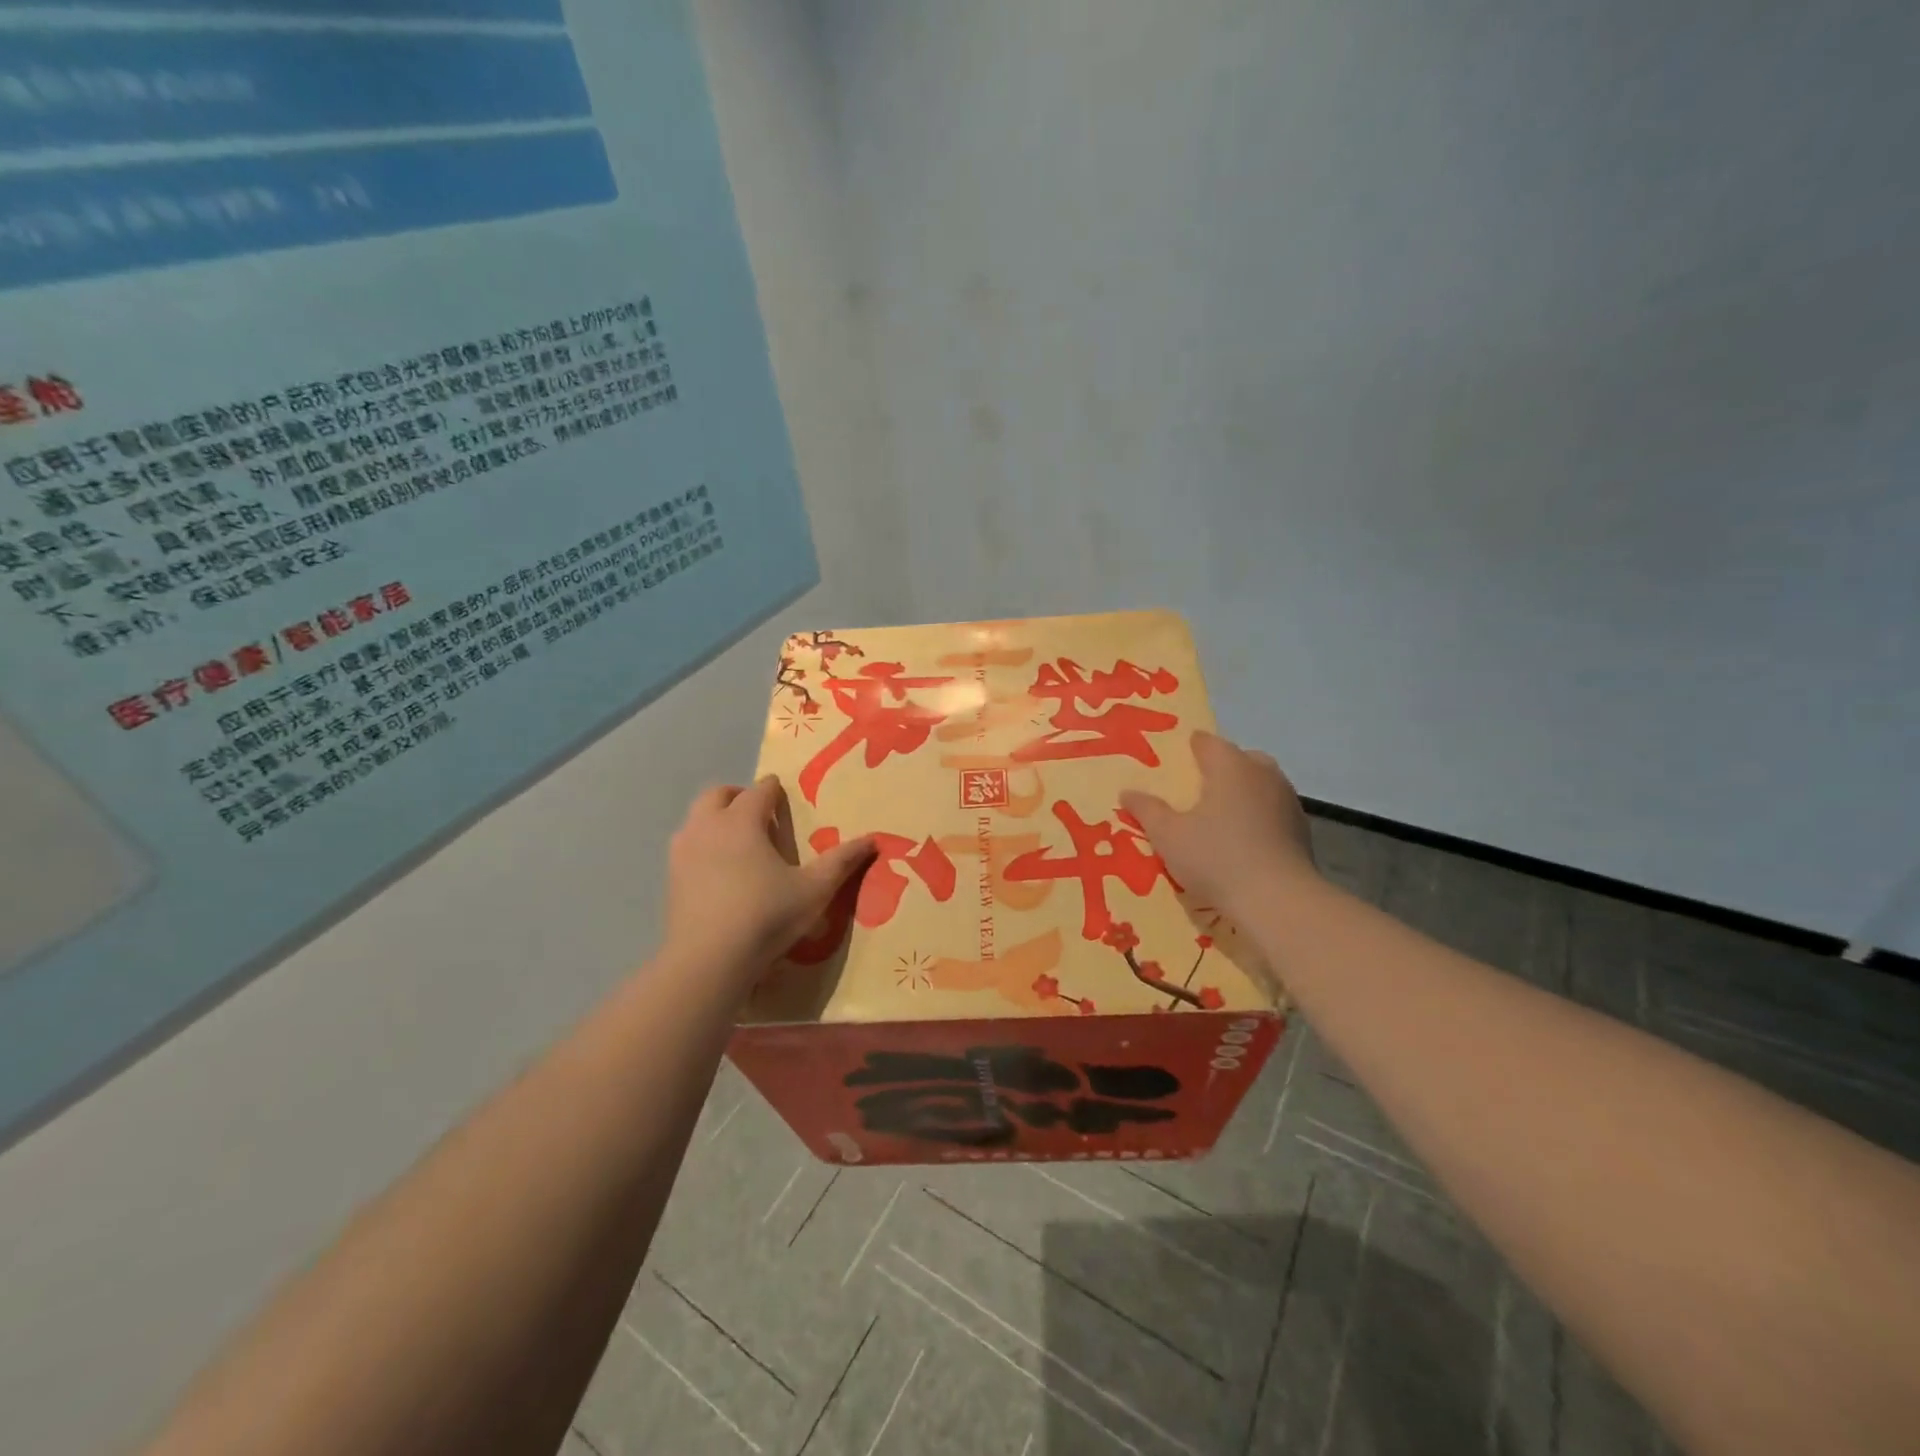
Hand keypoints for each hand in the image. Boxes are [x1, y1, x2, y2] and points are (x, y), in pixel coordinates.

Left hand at [664, 777, 874, 974]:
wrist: (708, 960)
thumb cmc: (766, 916)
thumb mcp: (814, 890)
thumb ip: (842, 861)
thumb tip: (873, 840)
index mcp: (743, 820)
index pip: (759, 790)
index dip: (774, 789)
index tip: (783, 794)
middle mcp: (708, 826)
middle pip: (718, 794)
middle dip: (738, 795)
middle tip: (759, 812)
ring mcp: (683, 851)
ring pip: (697, 818)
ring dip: (716, 818)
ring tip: (739, 841)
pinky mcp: (671, 877)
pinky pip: (687, 845)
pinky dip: (702, 844)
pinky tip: (719, 871)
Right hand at [1121, 731, 1318, 921]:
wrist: (1278, 900)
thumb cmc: (1216, 858)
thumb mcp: (1168, 836)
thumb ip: (1147, 810)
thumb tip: (1127, 792)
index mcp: (1230, 766)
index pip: (1207, 742)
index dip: (1189, 748)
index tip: (1173, 764)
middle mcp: (1263, 773)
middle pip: (1238, 759)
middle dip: (1219, 769)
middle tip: (1196, 791)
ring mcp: (1287, 800)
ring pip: (1260, 784)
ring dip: (1241, 793)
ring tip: (1219, 818)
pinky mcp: (1301, 828)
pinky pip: (1273, 810)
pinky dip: (1258, 817)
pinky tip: (1244, 842)